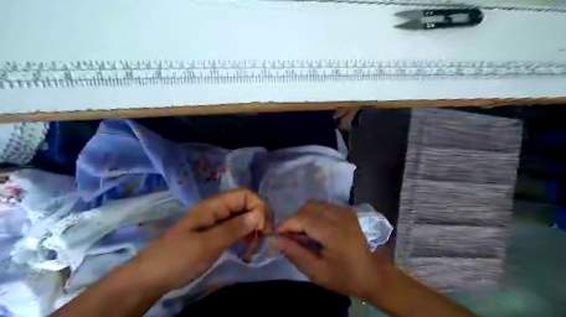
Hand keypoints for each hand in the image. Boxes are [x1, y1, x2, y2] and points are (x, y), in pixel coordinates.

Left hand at [127, 189, 267, 293]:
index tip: (262, 228)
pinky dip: (246, 238)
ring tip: (253, 249)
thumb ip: (234, 228)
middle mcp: (218, 210)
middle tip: (261, 240)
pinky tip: (247, 250)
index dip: (257, 207)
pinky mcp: (217, 234)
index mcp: (214, 206)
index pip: (244, 195)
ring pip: (244, 219)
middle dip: (258, 220)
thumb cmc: (178, 257)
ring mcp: (217, 222)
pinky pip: (237, 230)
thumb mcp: (207, 244)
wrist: (151, 277)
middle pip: (246, 206)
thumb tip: (259, 215)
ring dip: (253, 231)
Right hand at [275, 202, 382, 300]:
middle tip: (292, 237)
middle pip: (308, 207)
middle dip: (295, 220)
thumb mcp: (318, 272)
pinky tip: (319, 229)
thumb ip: (295, 254)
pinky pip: (327, 206)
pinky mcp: (351, 212)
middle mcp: (340, 215)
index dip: (286, 225)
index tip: (277, 236)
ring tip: (304, 234)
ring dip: (305, 215)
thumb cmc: (348, 277)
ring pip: (317, 204)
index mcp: (332, 231)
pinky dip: (317, 214)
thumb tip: (276, 240)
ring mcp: (347, 211)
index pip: (301, 218)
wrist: (379, 276)